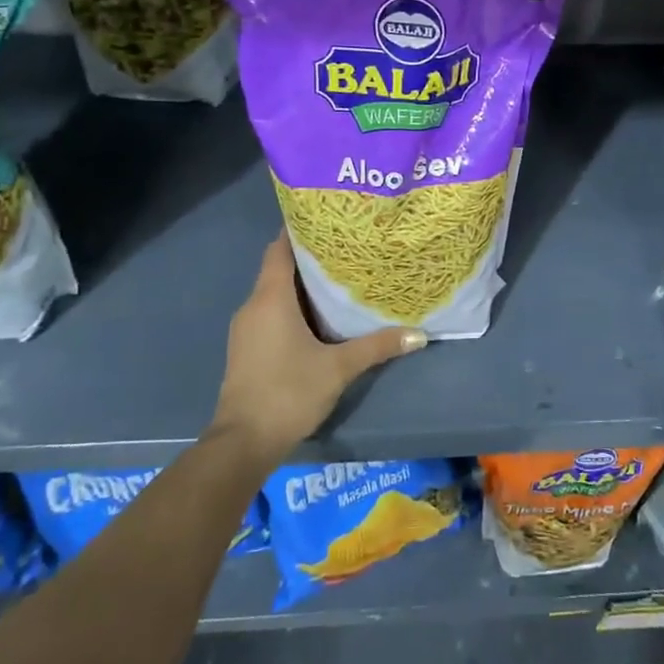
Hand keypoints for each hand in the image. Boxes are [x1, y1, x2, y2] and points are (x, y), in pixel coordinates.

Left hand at [209, 234, 425, 462]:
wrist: (243, 443)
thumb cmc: (288, 392)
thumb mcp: (338, 368)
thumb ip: (377, 347)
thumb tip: (419, 334)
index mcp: (270, 299)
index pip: (279, 248)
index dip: (300, 230)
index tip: (328, 220)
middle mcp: (253, 306)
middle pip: (279, 268)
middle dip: (310, 258)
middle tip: (347, 249)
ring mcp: (247, 329)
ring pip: (275, 293)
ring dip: (302, 285)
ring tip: (339, 279)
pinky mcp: (247, 349)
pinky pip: (270, 313)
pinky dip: (292, 307)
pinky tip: (319, 317)